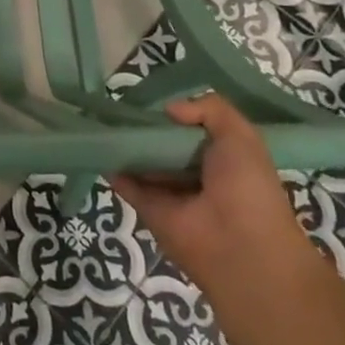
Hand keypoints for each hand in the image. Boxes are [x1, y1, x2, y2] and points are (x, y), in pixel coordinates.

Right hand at [111, 93, 312, 298]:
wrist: (239, 247)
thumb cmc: (247, 187)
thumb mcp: (242, 137)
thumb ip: (211, 109)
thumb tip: (169, 109)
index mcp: (224, 161)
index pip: (194, 131)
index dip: (177, 115)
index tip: (154, 97)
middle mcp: (196, 176)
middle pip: (164, 145)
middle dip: (147, 126)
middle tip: (122, 103)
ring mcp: (170, 193)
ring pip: (143, 162)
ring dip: (126, 144)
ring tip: (102, 118)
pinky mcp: (148, 208)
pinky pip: (126, 183)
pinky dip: (111, 166)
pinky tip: (98, 143)